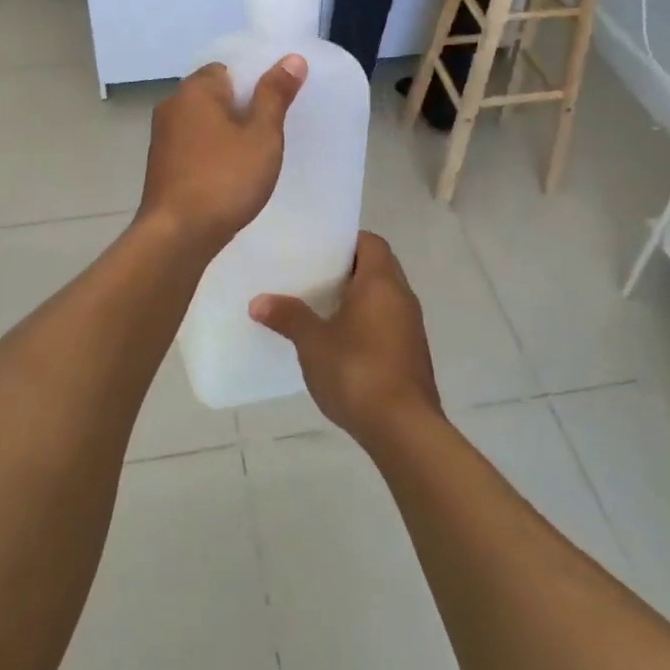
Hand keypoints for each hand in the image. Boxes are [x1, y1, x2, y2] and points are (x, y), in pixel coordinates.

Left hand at [137, 58, 306, 253]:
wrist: (177, 234)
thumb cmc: (225, 179)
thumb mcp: (262, 135)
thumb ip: (275, 95)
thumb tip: (292, 58)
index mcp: (195, 89)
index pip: (228, 70)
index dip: (254, 84)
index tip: (275, 108)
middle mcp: (172, 105)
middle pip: (215, 96)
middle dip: (241, 111)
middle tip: (270, 134)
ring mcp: (161, 137)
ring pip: (203, 124)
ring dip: (225, 135)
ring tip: (253, 158)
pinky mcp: (160, 165)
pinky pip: (193, 147)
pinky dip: (211, 154)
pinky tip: (228, 177)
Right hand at [250, 232, 440, 445]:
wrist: (403, 429)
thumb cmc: (357, 371)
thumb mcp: (312, 343)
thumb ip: (288, 316)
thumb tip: (258, 302)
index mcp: (381, 282)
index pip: (370, 242)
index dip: (345, 241)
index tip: (317, 250)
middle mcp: (402, 297)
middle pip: (377, 268)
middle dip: (346, 270)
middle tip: (310, 276)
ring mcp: (411, 327)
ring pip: (383, 298)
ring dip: (356, 299)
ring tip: (319, 308)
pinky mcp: (411, 355)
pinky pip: (387, 323)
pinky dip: (366, 323)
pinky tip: (338, 342)